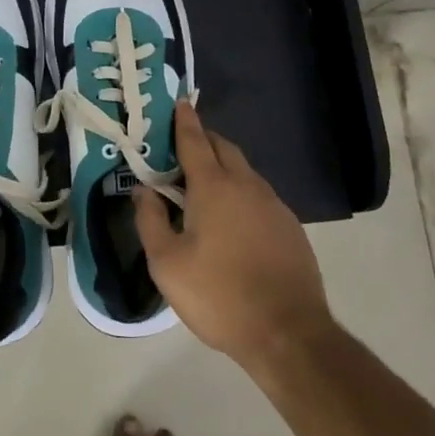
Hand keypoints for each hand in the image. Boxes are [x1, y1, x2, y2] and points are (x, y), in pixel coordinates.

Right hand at [134, 100, 333, 372]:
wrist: (288, 333)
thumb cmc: (219, 295)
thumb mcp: (167, 263)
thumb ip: (150, 220)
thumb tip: (143, 191)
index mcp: (214, 187)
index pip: (195, 141)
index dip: (184, 121)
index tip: (179, 102)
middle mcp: (247, 186)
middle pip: (224, 148)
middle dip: (203, 139)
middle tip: (181, 146)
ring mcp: (274, 205)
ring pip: (245, 171)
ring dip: (223, 166)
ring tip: (202, 183)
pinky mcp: (290, 227)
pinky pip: (259, 195)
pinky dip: (241, 191)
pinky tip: (232, 217)